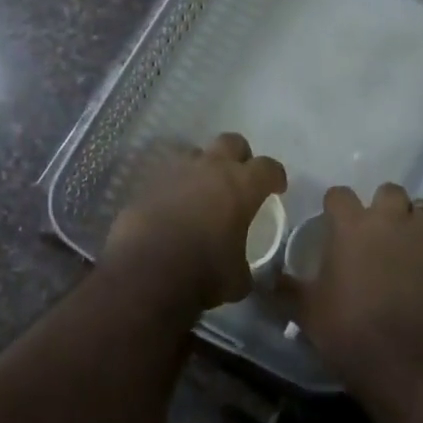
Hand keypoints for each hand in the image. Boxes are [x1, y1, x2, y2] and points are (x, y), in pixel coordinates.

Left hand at [104, 134, 286, 310]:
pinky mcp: (147, 183)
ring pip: (195, 153)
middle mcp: (210, 168)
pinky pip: (167, 175)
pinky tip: (173, 206)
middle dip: (240, 157)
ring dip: (203, 166)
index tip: (277, 188)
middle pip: (232, 142)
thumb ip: (244, 267)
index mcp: (241, 185)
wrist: (145, 272)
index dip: (275, 176)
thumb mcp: (238, 280)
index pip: (268, 167)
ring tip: (202, 190)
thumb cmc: (203, 273)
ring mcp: (175, 171)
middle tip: (240, 179)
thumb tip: (243, 272)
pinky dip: (174, 185)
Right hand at [283, 183, 422, 395]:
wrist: (406, 365)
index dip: (335, 207)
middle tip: (376, 233)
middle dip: (384, 207)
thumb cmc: (348, 331)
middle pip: (390, 192)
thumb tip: (266, 281)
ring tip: (407, 249)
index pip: (339, 194)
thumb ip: (286, 289)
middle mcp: (392, 221)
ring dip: (415, 225)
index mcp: (352, 226)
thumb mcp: (306, 312)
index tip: (333, 223)